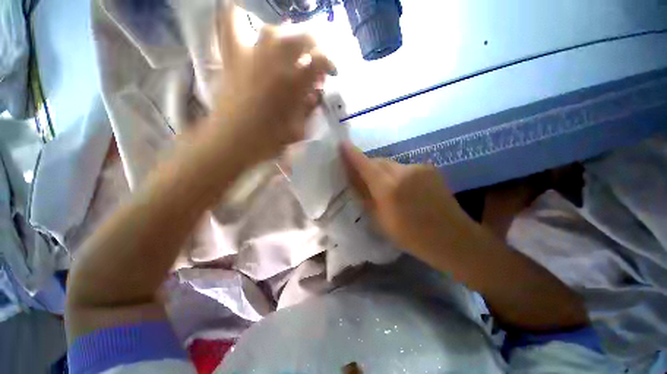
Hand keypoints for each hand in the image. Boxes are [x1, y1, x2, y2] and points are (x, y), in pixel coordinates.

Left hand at [209, 3, 335, 162]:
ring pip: (274, 31)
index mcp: (294, 84)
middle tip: (315, 59)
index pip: (320, 60)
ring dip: (288, 37)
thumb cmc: (268, 141)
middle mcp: (275, 62)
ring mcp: (252, 56)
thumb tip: (316, 91)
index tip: (332, 73)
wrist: (232, 142)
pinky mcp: (233, 58)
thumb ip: (309, 107)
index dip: (330, 63)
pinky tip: (241, 12)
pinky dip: (237, 16)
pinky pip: (232, 26)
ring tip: (290, 49)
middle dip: (315, 46)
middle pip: (302, 37)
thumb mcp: (298, 129)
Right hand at [340, 142, 475, 263]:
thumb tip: (353, 179)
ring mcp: (418, 168)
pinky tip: (404, 188)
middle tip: (364, 178)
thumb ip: (365, 196)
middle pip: (378, 161)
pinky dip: (398, 174)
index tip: (342, 144)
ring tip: (386, 188)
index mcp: (388, 188)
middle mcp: (403, 172)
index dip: (352, 154)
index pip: (365, 165)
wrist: (451, 237)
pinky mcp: (429, 168)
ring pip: (391, 164)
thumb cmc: (410, 235)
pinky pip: (404, 167)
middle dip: (368, 166)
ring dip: (383, 171)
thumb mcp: (380, 220)